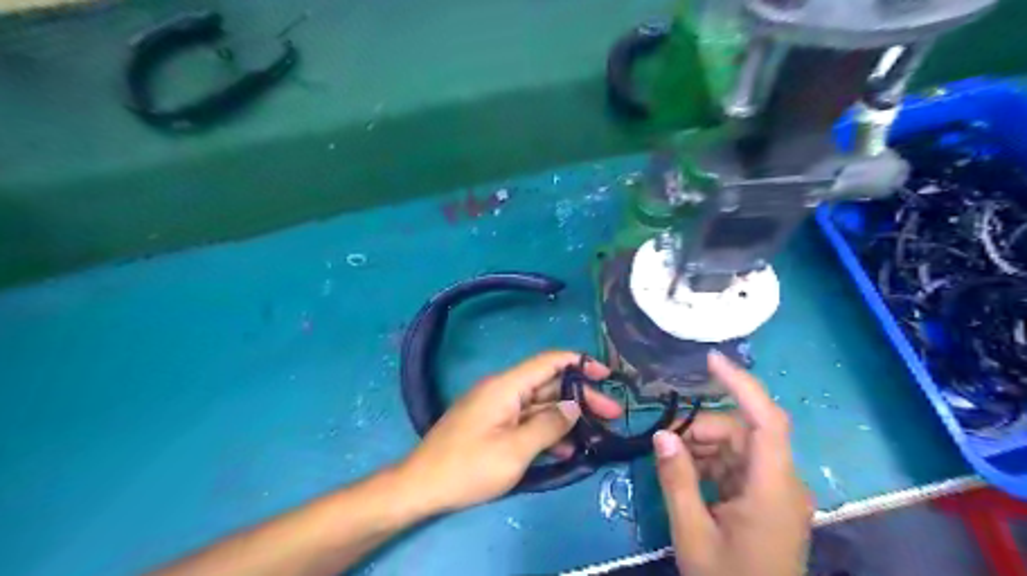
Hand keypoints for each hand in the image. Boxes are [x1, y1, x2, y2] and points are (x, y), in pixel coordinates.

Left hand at [397, 352, 621, 512]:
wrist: (420, 486)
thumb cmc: (468, 467)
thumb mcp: (514, 450)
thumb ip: (549, 425)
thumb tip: (574, 407)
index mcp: (506, 386)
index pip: (548, 362)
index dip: (580, 363)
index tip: (607, 375)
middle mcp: (502, 390)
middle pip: (548, 385)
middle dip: (581, 397)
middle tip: (613, 414)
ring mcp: (497, 408)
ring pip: (540, 405)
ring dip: (567, 417)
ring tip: (597, 434)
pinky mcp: (493, 425)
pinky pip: (526, 422)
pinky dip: (547, 431)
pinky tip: (567, 449)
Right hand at [653, 351, 814, 574]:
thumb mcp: (692, 534)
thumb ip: (677, 480)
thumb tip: (662, 434)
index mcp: (773, 488)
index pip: (767, 420)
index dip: (741, 384)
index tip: (710, 359)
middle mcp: (783, 482)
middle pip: (744, 431)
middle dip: (703, 429)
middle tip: (666, 443)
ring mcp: (777, 491)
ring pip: (739, 446)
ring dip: (704, 447)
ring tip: (673, 464)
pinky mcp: (769, 499)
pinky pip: (738, 465)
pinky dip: (712, 463)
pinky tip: (689, 477)